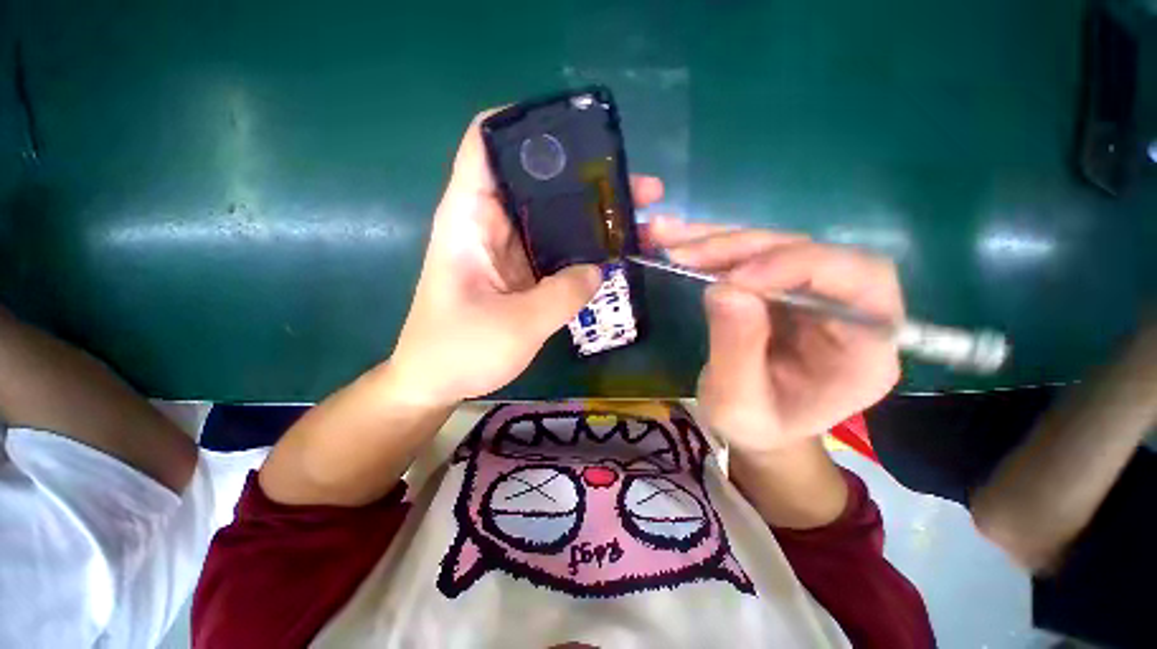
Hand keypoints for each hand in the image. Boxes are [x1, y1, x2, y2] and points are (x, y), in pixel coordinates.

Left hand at [387, 112, 665, 405]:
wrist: (437, 381)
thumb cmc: (460, 350)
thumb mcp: (517, 325)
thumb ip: (563, 295)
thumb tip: (599, 269)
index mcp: (470, 218)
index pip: (486, 144)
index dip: (526, 125)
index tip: (578, 131)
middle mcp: (489, 223)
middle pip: (536, 180)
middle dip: (583, 176)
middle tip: (633, 184)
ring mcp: (508, 249)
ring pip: (551, 216)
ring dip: (590, 214)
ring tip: (637, 214)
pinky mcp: (521, 272)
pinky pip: (555, 248)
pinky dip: (582, 246)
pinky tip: (613, 249)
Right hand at [648, 218, 904, 456]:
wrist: (754, 425)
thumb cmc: (755, 426)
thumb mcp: (739, 404)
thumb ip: (737, 351)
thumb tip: (725, 288)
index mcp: (865, 352)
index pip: (863, 282)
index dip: (801, 266)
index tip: (735, 278)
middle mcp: (849, 310)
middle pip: (810, 252)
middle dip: (742, 248)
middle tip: (685, 253)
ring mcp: (813, 292)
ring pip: (773, 246)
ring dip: (717, 240)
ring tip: (667, 236)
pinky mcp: (781, 285)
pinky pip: (748, 255)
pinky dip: (709, 245)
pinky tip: (675, 240)